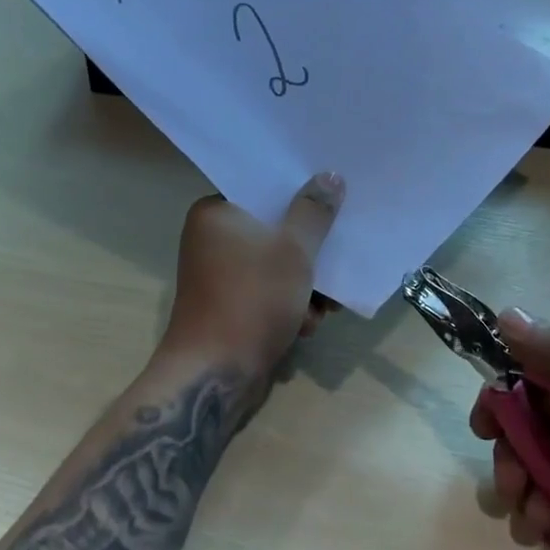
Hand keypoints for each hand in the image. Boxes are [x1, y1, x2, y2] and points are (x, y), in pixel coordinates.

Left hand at [159, 173, 344, 376]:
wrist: (215, 373)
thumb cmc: (253, 298)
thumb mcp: (293, 250)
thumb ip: (314, 212)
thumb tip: (329, 176)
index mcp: (216, 213)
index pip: (263, 189)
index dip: (300, 195)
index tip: (332, 201)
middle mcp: (212, 238)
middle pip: (274, 229)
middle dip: (309, 253)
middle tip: (337, 262)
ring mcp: (219, 274)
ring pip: (276, 264)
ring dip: (306, 286)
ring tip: (325, 307)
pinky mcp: (229, 304)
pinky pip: (267, 290)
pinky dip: (289, 305)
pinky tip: (306, 325)